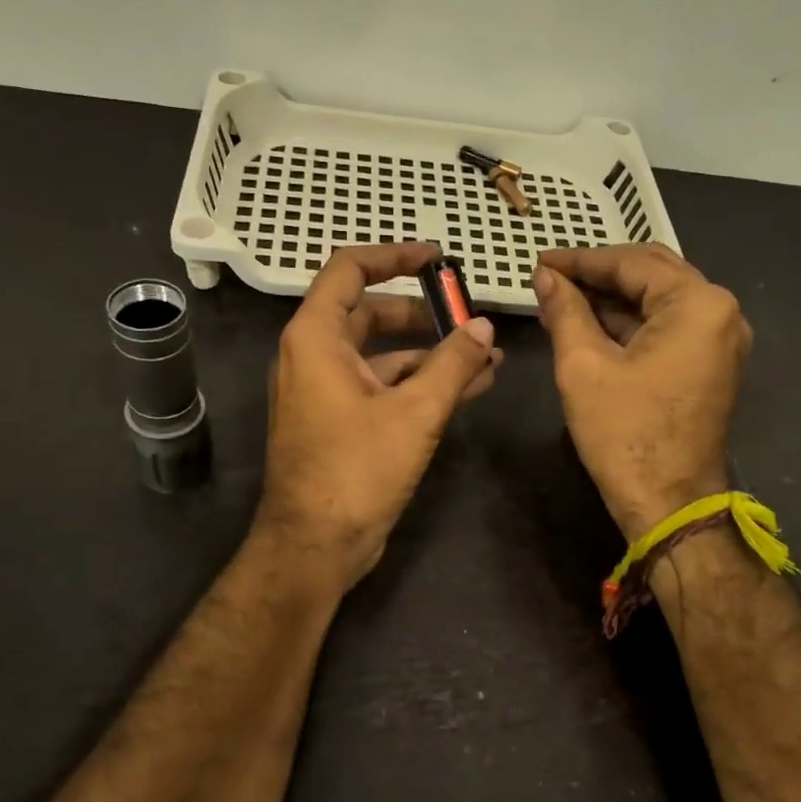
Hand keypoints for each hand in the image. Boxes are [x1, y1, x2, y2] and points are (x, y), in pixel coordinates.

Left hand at [256, 243, 501, 590]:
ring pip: (382, 354)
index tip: (437, 260)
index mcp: (315, 338)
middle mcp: (314, 356)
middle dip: (424, 313)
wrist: (315, 546)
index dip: (394, 256)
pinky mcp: (342, 421)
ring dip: (431, 353)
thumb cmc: (356, 471)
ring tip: (486, 356)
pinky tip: (469, 388)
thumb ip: (453, 364)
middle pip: (371, 313)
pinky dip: (420, 383)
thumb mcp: (414, 413)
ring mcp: (327, 391)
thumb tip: (484, 328)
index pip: (350, 270)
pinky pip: (383, 386)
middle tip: (469, 316)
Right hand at [534, 245, 749, 539]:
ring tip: (561, 300)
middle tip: (550, 277)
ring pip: (659, 301)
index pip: (632, 263)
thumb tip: (545, 276)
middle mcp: (720, 312)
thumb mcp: (583, 366)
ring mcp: (720, 340)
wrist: (669, 504)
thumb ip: (565, 311)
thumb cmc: (625, 434)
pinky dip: (630, 324)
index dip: (580, 260)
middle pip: (652, 274)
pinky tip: (590, 325)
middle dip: (598, 275)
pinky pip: (668, 328)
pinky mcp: (710, 364)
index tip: (539, 261)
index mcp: (697, 304)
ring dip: (612, 299)